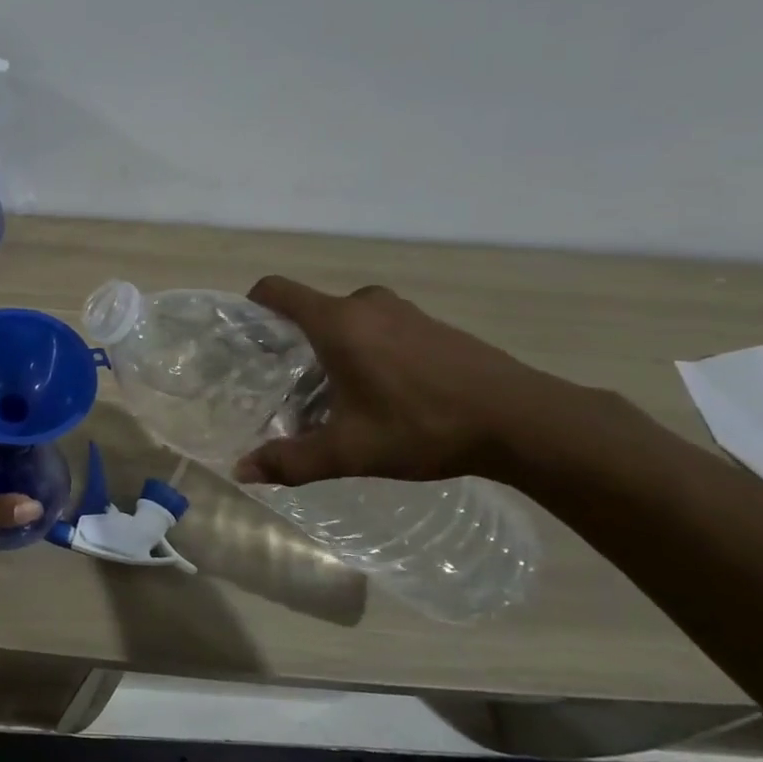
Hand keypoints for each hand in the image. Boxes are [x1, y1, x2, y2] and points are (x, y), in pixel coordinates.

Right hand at [234, 276, 568, 486]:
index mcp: (337, 322)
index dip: (251, 307)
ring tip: (331, 393)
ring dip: (331, 347)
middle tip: (286, 385)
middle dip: (292, 342)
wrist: (522, 419)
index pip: (276, 291)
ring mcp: (403, 312)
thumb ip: (291, 460)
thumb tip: (241, 471)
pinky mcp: (431, 325)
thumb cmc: (424, 426)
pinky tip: (380, 393)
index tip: (245, 340)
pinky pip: (379, 327)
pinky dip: (365, 349)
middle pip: (310, 310)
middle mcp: (366, 305)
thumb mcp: (350, 451)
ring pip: (347, 320)